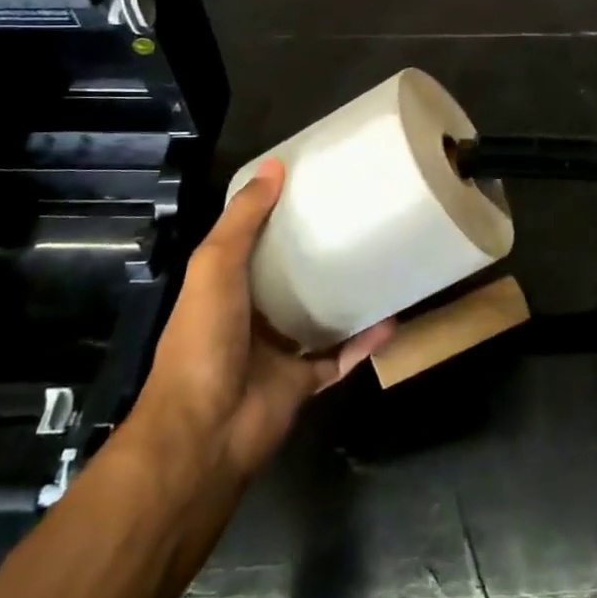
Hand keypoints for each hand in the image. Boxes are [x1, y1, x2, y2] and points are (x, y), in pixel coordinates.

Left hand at [133, 160, 394, 480]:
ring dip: (346, 295)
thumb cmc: (204, 339)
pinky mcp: (302, 382)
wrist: (206, 431)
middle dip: (318, 253)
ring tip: (381, 263)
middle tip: (359, 220)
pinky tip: (393, 318)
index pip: (254, 242)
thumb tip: (274, 165)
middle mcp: (251, 315)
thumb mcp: (215, 266)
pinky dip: (365, 341)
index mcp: (226, 286)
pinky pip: (340, 357)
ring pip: (318, 316)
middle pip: (290, 277)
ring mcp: (277, 350)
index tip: (315, 185)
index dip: (279, 214)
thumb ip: (243, 219)